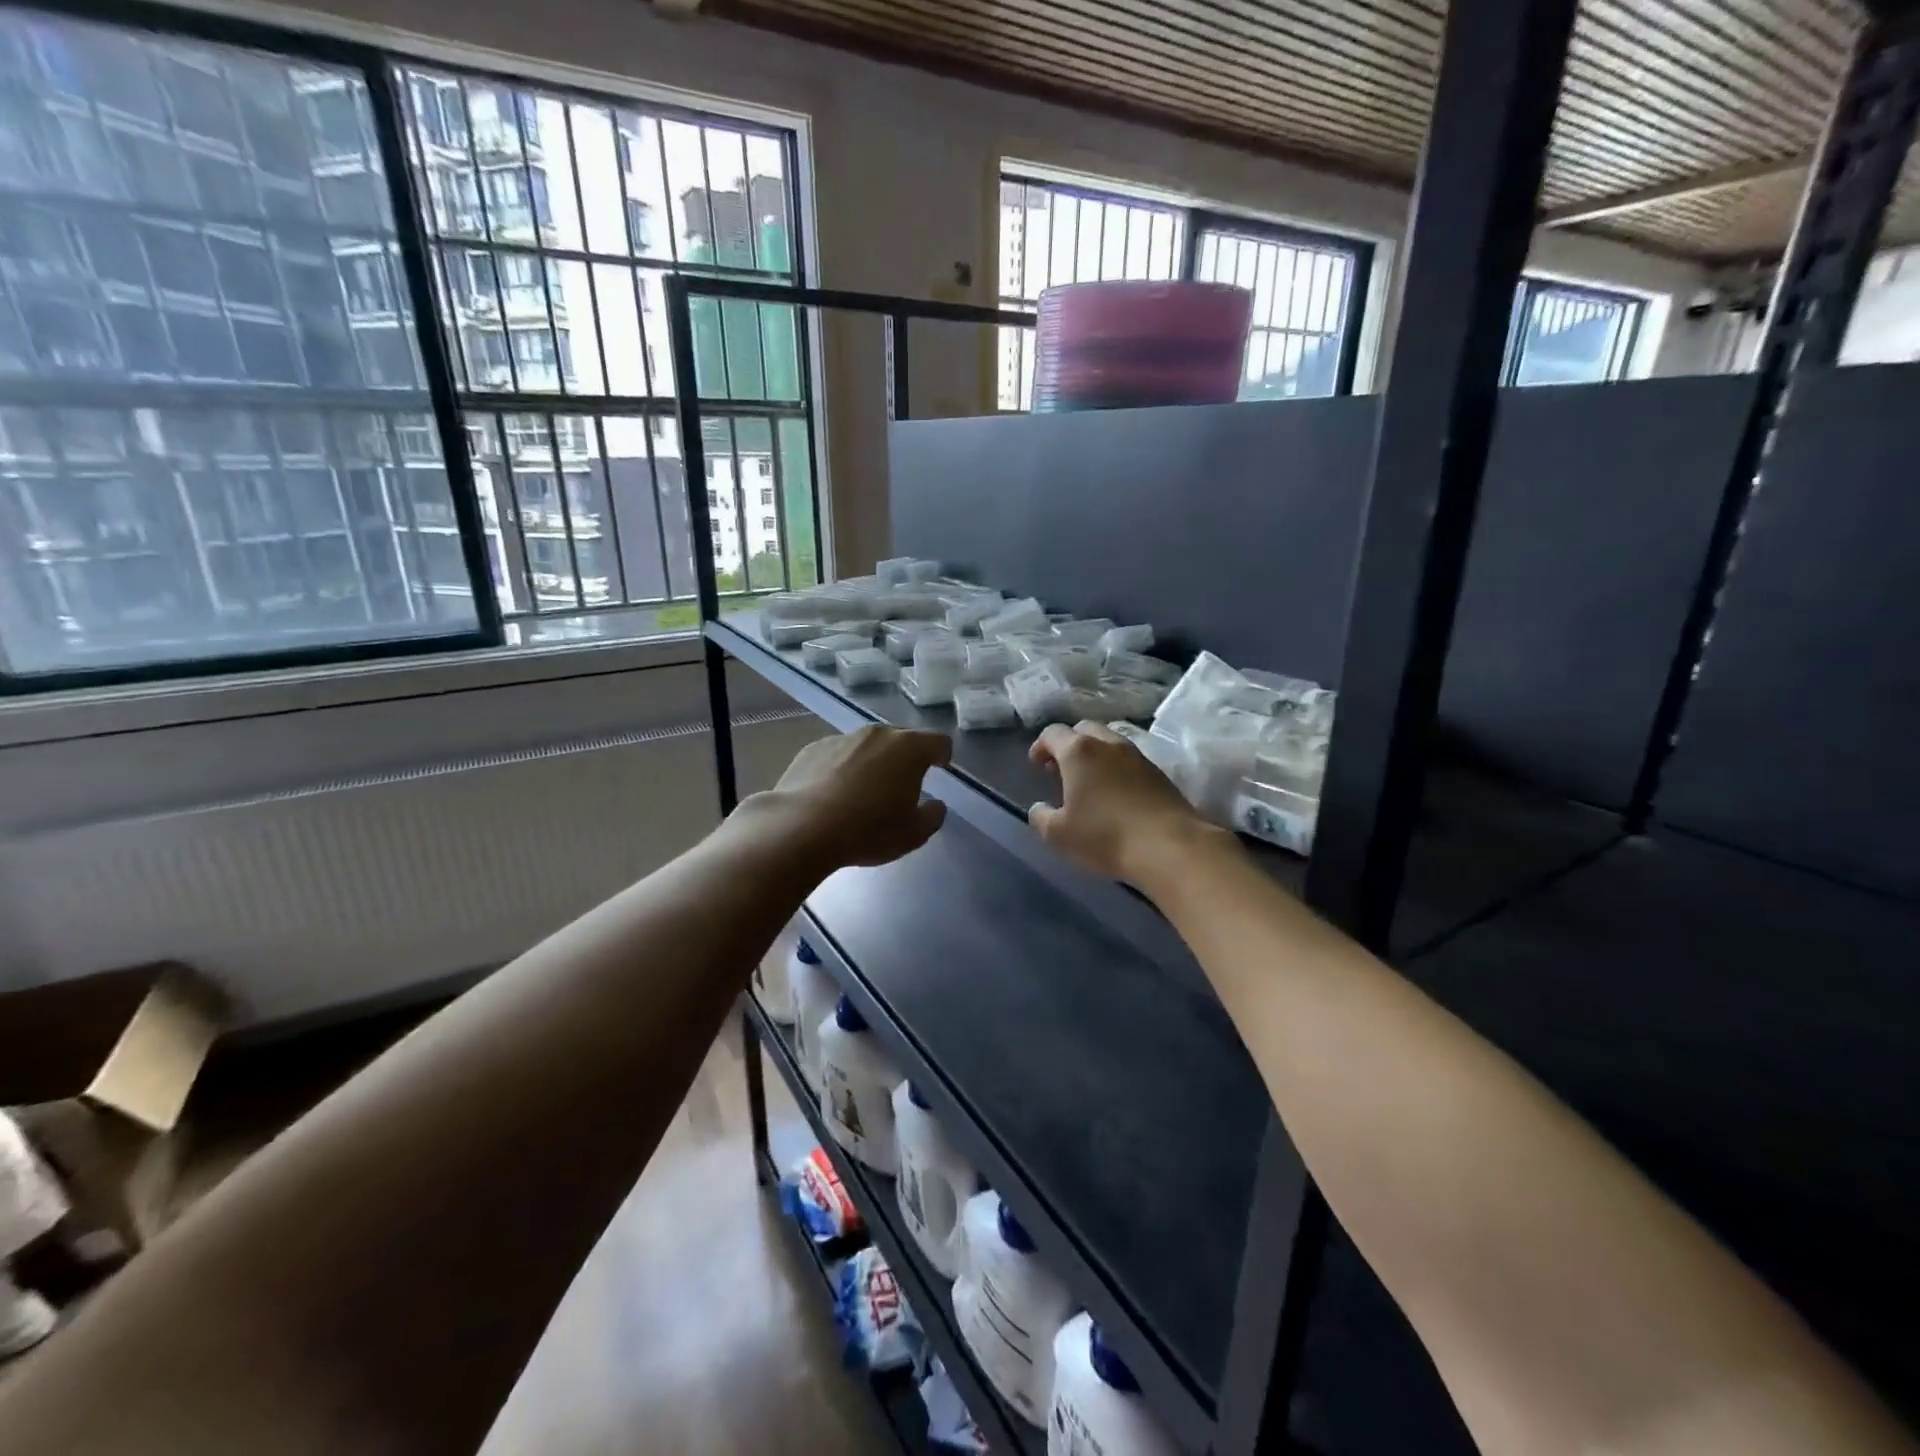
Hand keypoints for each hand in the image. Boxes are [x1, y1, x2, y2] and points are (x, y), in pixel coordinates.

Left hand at [762, 724, 951, 868]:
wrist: (801, 828)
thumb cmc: (868, 830)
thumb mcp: (914, 834)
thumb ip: (933, 815)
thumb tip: (935, 805)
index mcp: (908, 748)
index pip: (938, 741)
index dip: (943, 755)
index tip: (941, 768)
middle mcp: (877, 734)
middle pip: (901, 740)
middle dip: (906, 759)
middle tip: (902, 786)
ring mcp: (842, 738)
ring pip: (867, 746)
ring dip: (872, 763)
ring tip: (864, 793)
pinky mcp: (812, 749)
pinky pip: (837, 755)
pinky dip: (842, 769)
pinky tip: (833, 795)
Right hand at [1028, 721, 1220, 883]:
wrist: (1169, 846)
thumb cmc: (1105, 836)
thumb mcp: (1059, 834)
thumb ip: (1041, 817)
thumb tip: (1039, 809)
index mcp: (1078, 751)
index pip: (1053, 733)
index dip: (1040, 746)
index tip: (1036, 765)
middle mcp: (1108, 744)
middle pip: (1084, 729)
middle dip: (1069, 744)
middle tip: (1062, 769)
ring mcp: (1137, 755)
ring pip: (1110, 741)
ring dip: (1095, 754)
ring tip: (1089, 781)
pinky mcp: (1159, 772)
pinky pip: (1129, 759)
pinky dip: (1116, 767)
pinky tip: (1115, 793)